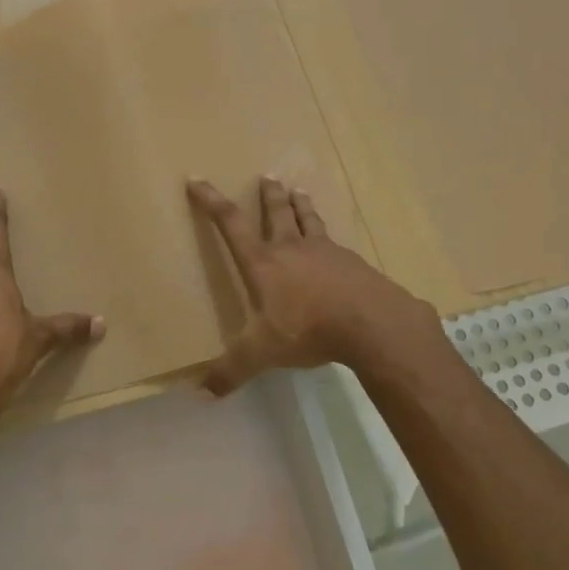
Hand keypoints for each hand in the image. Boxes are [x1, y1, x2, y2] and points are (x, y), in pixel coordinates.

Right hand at [188, 176, 442, 394]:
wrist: (370, 322)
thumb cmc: (307, 330)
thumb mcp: (261, 353)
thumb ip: (231, 371)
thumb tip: (201, 393)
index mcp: (263, 264)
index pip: (231, 224)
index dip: (212, 201)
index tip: (198, 179)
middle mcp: (291, 249)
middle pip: (276, 213)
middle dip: (268, 195)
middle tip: (267, 176)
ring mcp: (325, 252)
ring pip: (308, 220)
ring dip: (300, 205)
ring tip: (298, 190)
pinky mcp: (351, 262)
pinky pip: (334, 242)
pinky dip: (327, 236)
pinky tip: (333, 244)